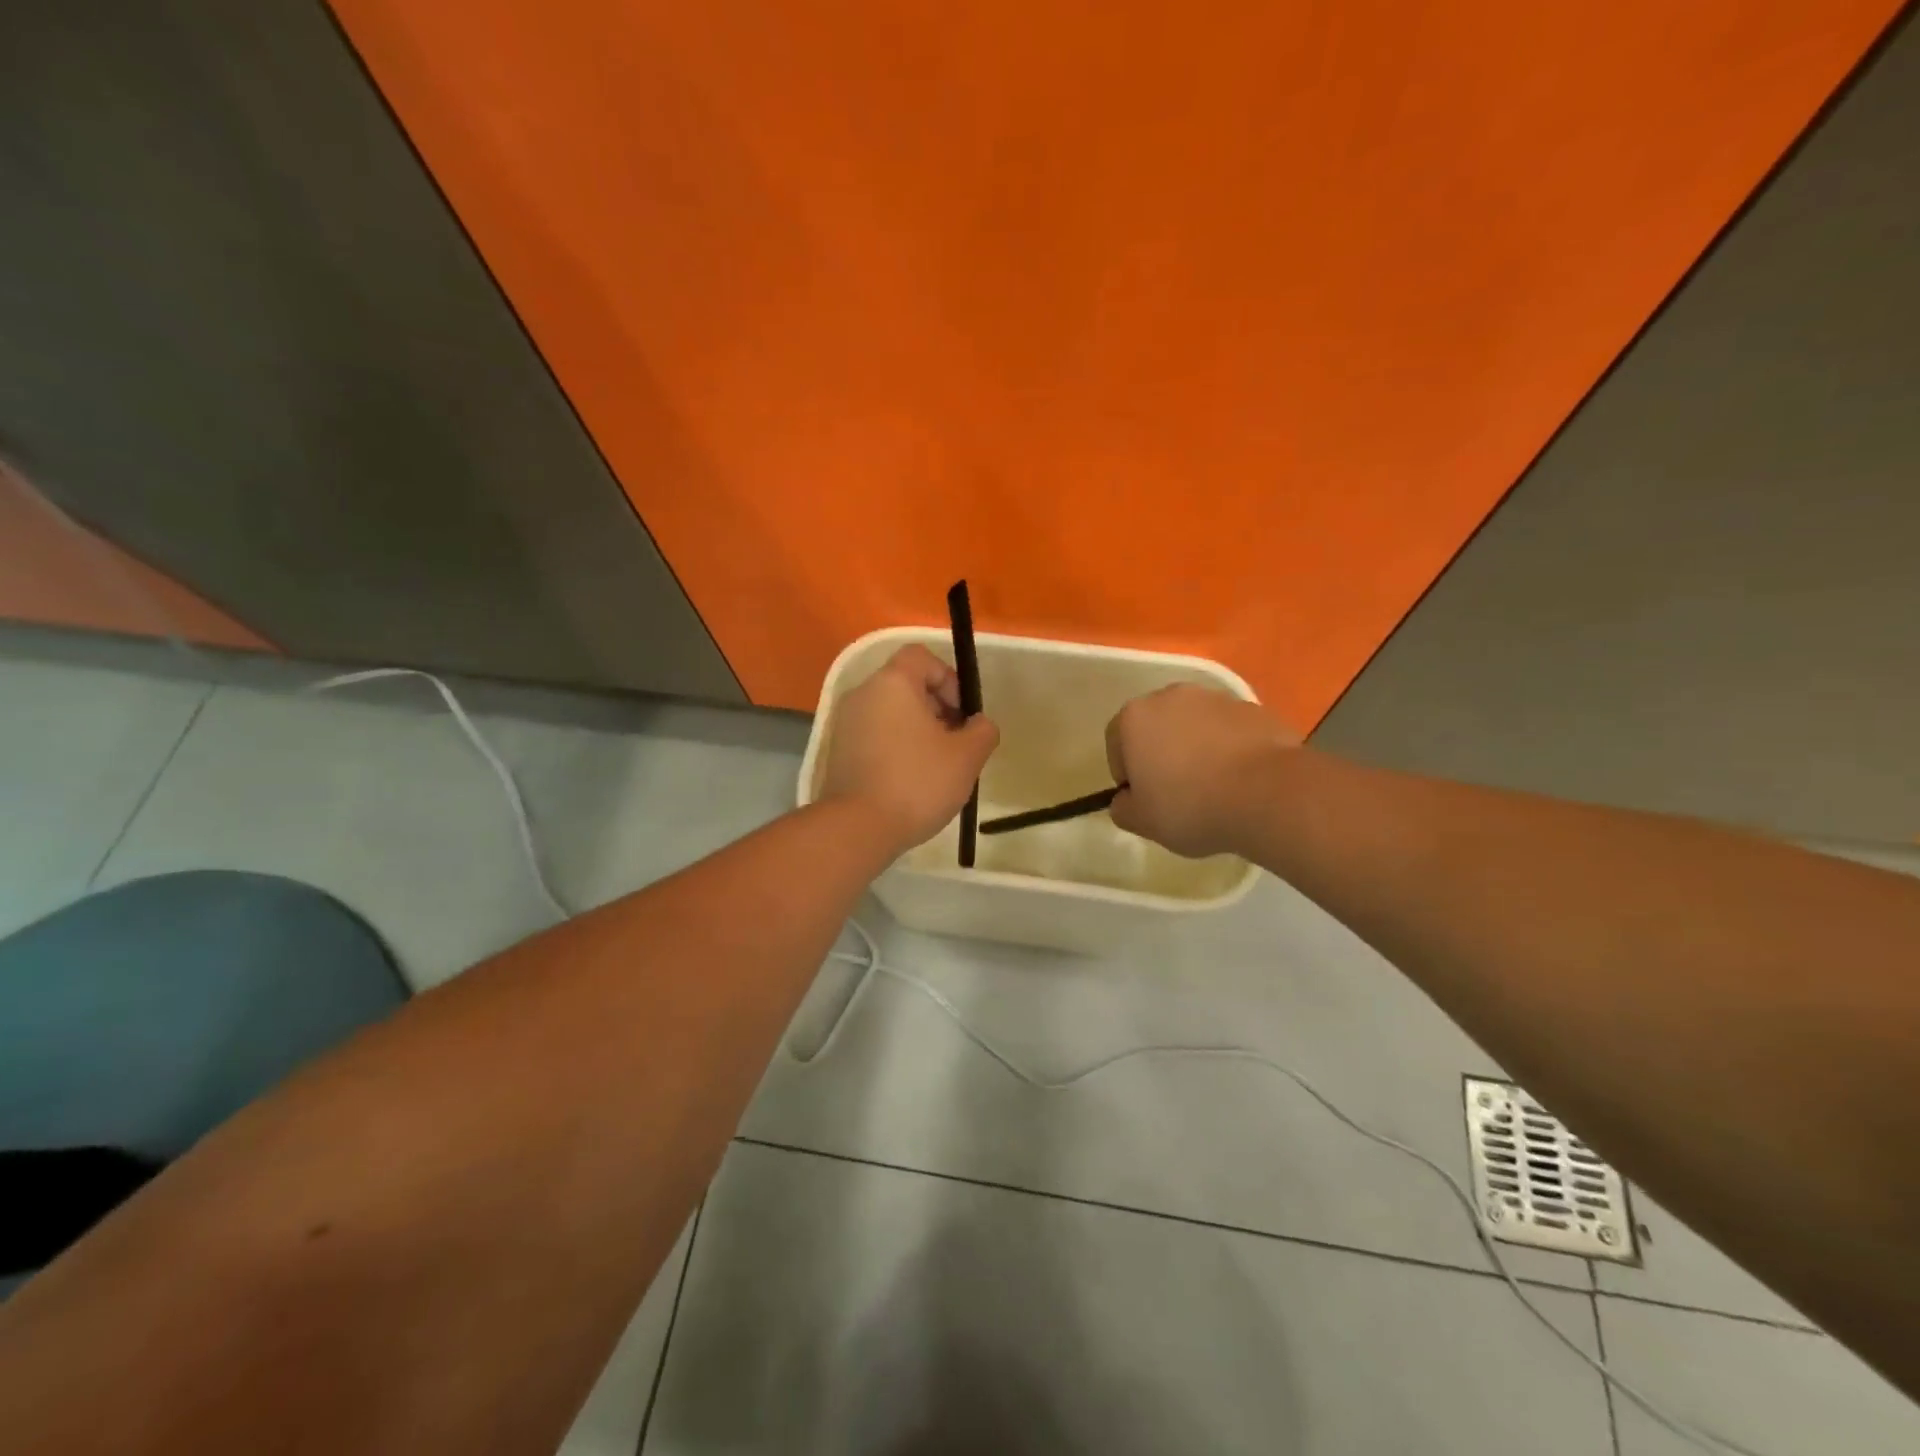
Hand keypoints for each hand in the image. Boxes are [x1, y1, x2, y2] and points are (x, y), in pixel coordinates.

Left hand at [819, 644, 999, 852]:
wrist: (858, 827)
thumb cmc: (917, 782)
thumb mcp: (967, 757)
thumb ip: (982, 731)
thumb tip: (979, 724)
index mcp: (892, 683)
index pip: (922, 656)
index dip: (948, 678)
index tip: (961, 715)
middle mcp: (863, 694)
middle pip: (906, 685)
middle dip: (936, 708)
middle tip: (954, 744)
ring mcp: (844, 723)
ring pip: (889, 712)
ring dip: (916, 731)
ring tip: (935, 766)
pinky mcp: (837, 752)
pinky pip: (874, 736)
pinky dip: (895, 747)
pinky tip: (909, 781)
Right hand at [1105, 684, 1296, 857]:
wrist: (1268, 793)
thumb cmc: (1191, 805)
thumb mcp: (1142, 821)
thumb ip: (1123, 808)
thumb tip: (1127, 800)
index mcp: (1135, 717)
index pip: (1116, 743)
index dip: (1125, 773)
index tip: (1143, 798)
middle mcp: (1171, 697)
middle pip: (1156, 726)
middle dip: (1161, 753)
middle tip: (1175, 791)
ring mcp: (1216, 698)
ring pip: (1195, 725)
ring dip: (1196, 748)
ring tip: (1213, 786)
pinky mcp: (1254, 708)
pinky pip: (1229, 731)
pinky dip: (1229, 748)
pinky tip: (1241, 780)